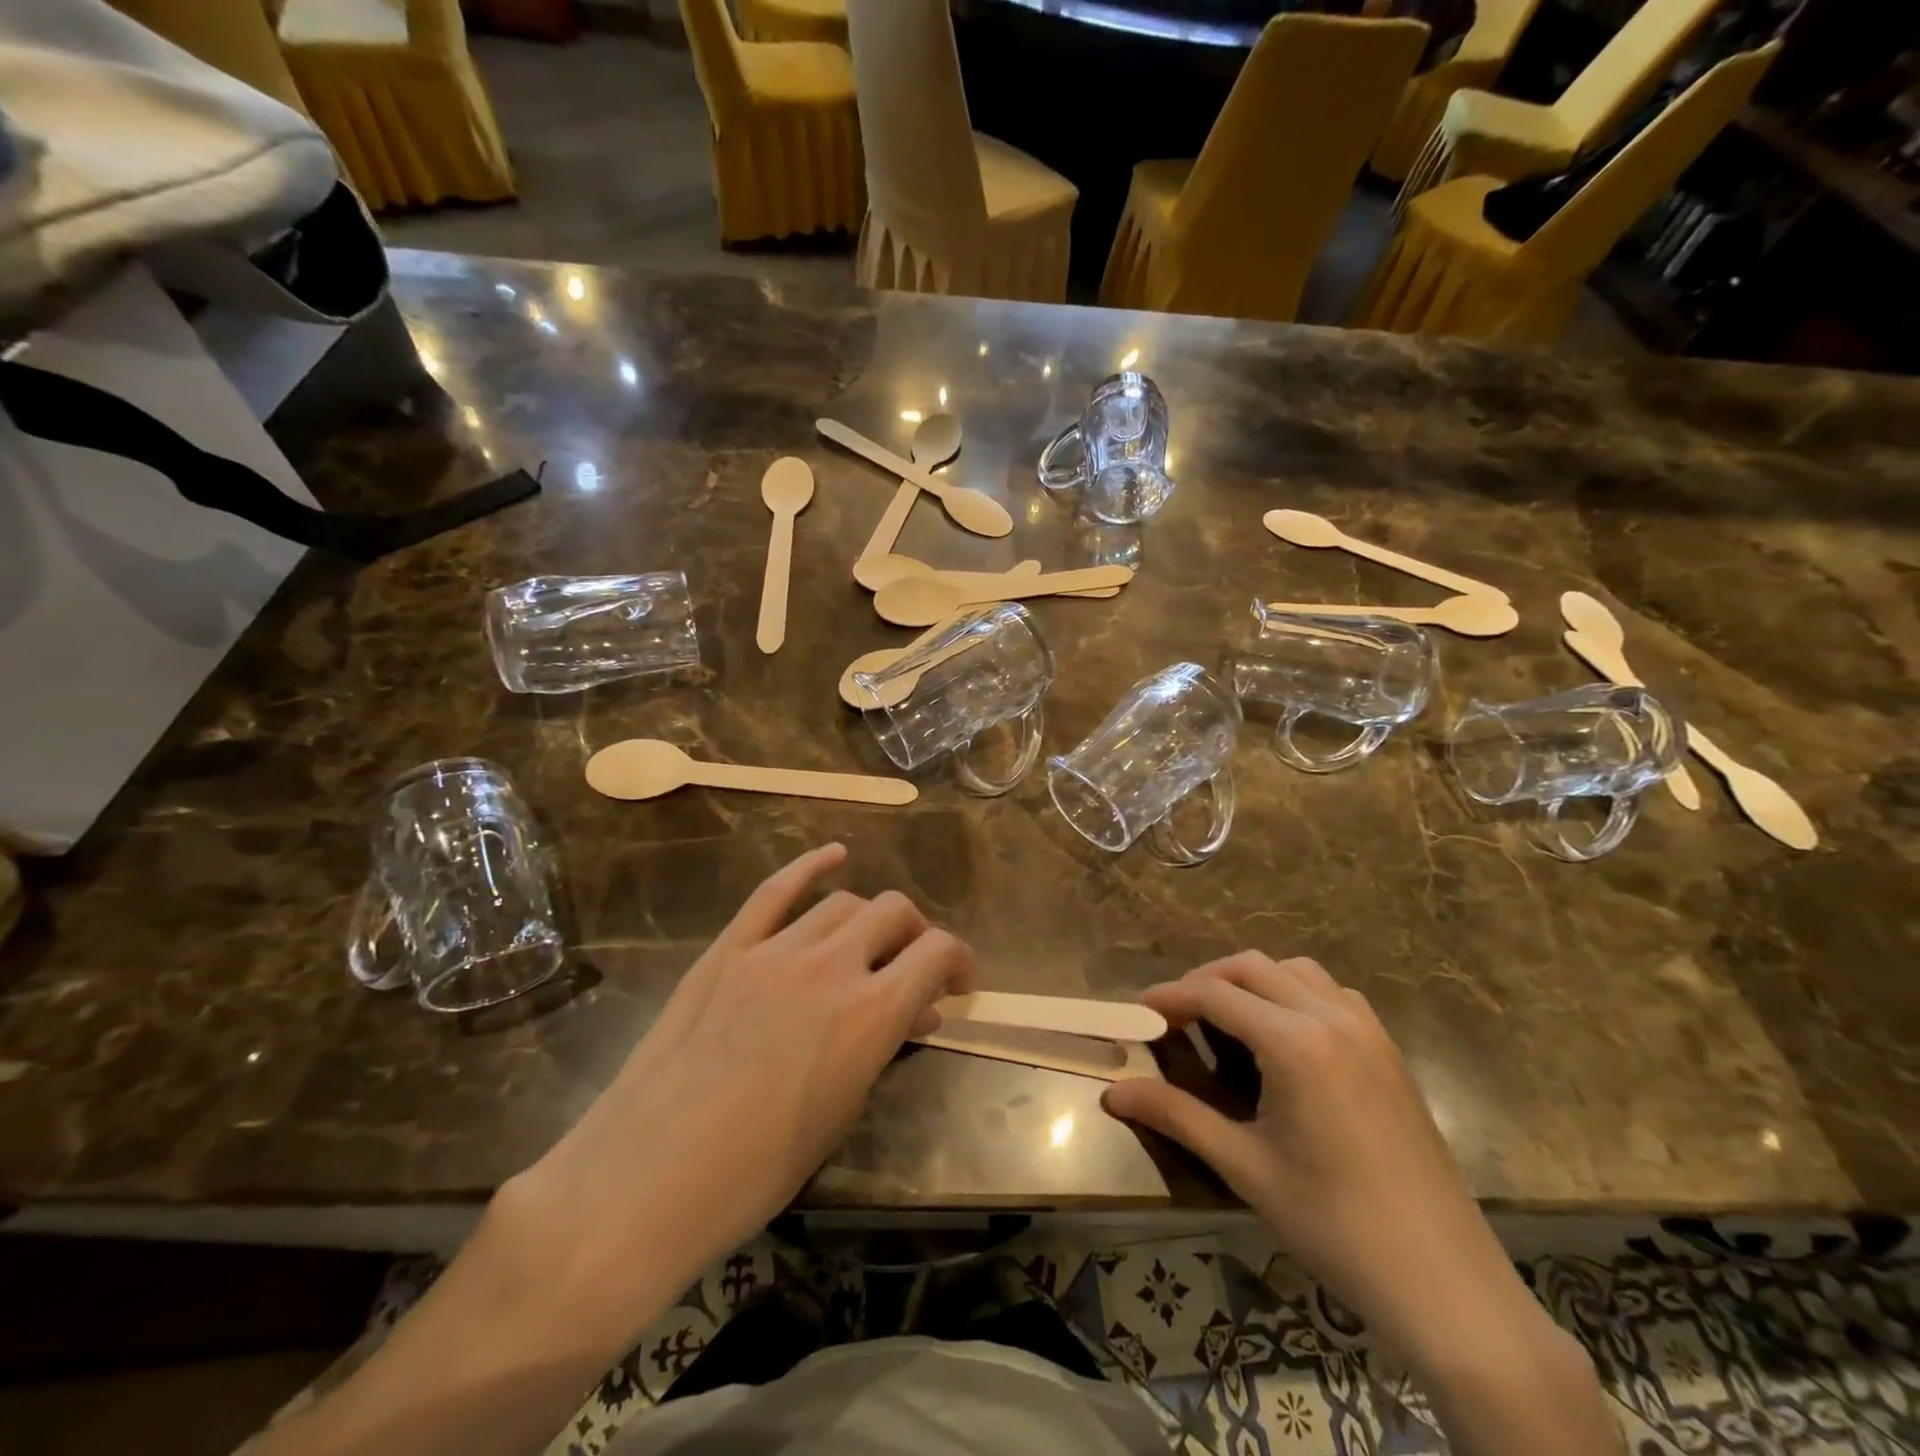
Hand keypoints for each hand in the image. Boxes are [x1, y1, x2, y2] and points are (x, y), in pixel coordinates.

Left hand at [507, 844, 973, 1330]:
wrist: (648, 1176)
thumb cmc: (758, 1169)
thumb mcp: (842, 1110)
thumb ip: (885, 1046)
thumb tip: (918, 1012)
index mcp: (870, 1014)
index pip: (936, 952)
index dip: (958, 960)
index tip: (958, 983)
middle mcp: (831, 965)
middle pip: (894, 912)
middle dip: (916, 934)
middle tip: (912, 967)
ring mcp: (775, 950)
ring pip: (842, 902)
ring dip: (869, 919)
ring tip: (867, 945)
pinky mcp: (729, 949)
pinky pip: (775, 891)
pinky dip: (810, 867)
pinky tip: (833, 856)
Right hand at [1102, 953, 1554, 1379]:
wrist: (1446, 1283)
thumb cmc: (1334, 1225)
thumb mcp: (1244, 1168)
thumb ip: (1175, 1116)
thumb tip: (1112, 1093)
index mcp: (1294, 1043)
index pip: (1214, 994)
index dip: (1169, 997)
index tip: (1137, 1012)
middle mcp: (1331, 1018)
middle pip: (1251, 966)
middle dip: (1205, 981)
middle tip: (1175, 1017)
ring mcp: (1368, 1030)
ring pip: (1295, 970)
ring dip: (1252, 981)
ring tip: (1226, 1020)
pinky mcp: (1388, 1050)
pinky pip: (1333, 994)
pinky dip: (1295, 994)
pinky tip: (1285, 1038)